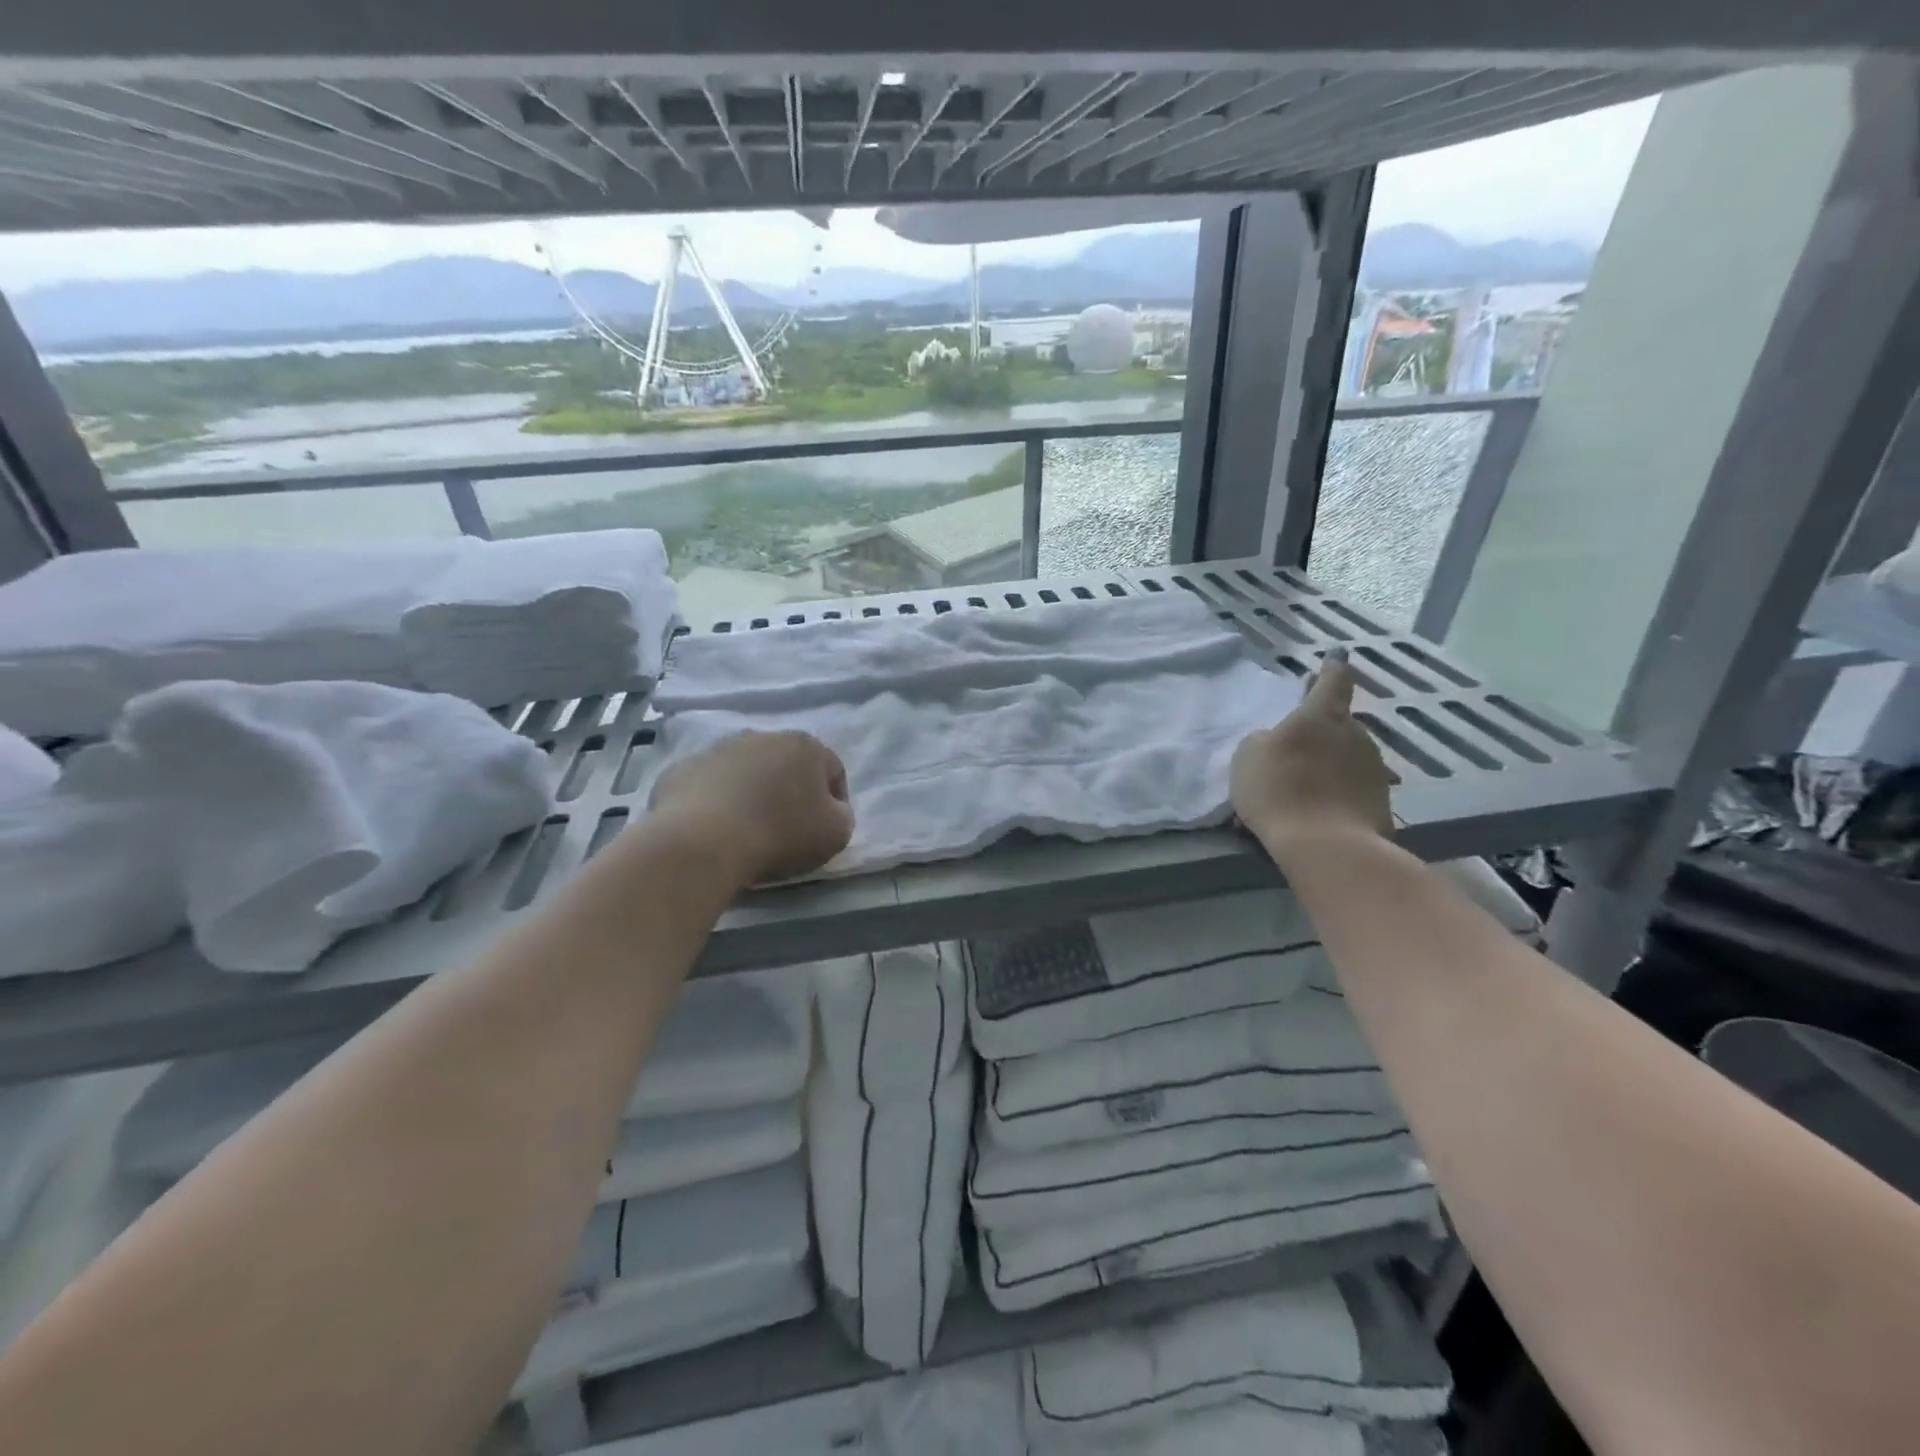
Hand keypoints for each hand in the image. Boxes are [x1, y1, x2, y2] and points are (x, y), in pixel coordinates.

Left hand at [649, 730, 853, 886]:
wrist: (702, 841)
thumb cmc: (780, 833)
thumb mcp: (836, 833)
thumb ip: (842, 816)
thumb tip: (832, 810)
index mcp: (805, 745)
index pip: (833, 770)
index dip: (836, 802)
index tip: (825, 830)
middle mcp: (762, 736)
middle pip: (787, 765)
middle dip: (790, 791)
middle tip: (787, 828)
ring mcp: (718, 749)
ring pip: (746, 771)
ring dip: (752, 793)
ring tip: (748, 829)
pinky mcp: (682, 769)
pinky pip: (710, 786)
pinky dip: (716, 802)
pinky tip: (714, 829)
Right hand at [1231, 651, 1393, 847]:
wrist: (1325, 846)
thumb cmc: (1279, 789)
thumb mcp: (1249, 756)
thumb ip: (1264, 740)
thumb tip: (1278, 740)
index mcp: (1322, 716)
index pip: (1334, 681)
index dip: (1333, 668)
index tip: (1337, 657)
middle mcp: (1356, 734)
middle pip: (1340, 723)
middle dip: (1323, 729)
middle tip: (1300, 744)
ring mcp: (1374, 769)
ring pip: (1348, 757)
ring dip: (1330, 764)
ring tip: (1306, 785)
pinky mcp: (1381, 802)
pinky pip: (1352, 789)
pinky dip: (1338, 794)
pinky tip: (1318, 812)